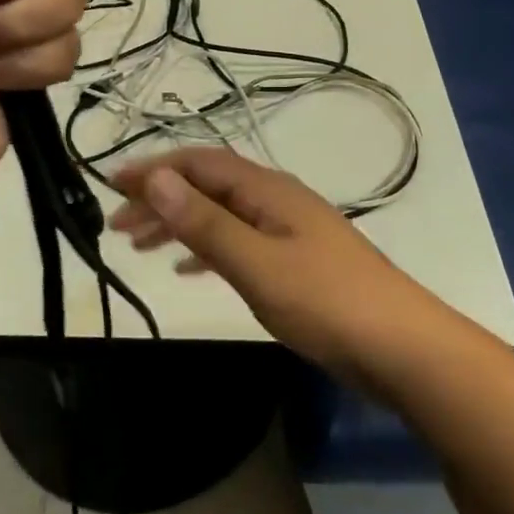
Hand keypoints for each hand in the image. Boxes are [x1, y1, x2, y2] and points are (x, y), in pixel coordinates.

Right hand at [109, 148, 431, 374]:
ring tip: (140, 245)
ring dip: (180, 224)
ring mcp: (288, 232)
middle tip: (116, 225)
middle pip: (208, 187)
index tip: (111, 186)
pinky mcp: (296, 263)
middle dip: (161, 199)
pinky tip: (189, 268)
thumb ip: (206, 223)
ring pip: (221, 216)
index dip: (155, 170)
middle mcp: (276, 201)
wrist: (402, 348)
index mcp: (268, 191)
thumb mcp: (257, 263)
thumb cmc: (327, 302)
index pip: (200, 164)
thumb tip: (156, 178)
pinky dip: (207, 249)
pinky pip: (238, 243)